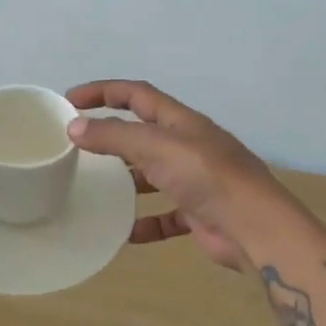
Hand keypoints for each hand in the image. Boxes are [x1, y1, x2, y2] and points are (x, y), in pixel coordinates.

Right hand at [66, 80, 283, 270]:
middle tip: (77, 145)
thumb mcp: (156, 146)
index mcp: (180, 121)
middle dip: (111, 135)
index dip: (103, 91)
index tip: (70, 100)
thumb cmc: (206, 176)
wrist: (254, 227)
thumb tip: (74, 127)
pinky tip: (124, 233)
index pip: (136, 94)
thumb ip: (115, 136)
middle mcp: (187, 145)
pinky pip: (164, 215)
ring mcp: (194, 179)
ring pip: (151, 174)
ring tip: (93, 187)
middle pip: (142, 132)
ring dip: (125, 179)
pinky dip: (144, 222)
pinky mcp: (198, 213)